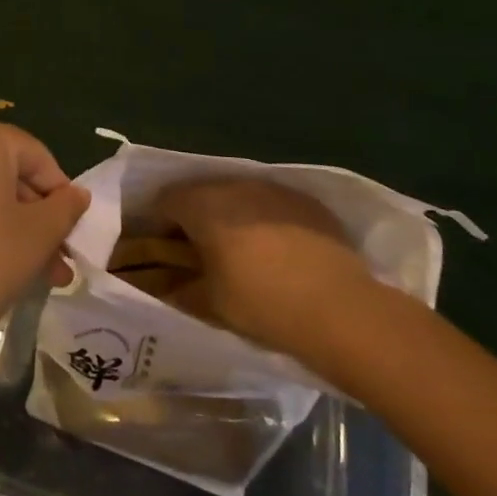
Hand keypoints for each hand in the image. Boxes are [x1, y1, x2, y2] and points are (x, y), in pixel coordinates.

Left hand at [0, 118, 89, 393]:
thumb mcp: (38, 237)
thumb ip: (65, 208)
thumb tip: (76, 195)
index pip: (35, 155)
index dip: (60, 193)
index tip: (72, 232)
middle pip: (4, 174)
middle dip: (35, 217)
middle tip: (57, 261)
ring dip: (9, 227)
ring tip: (33, 275)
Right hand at [149, 179, 371, 365]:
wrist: (340, 309)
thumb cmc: (262, 303)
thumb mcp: (209, 303)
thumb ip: (178, 288)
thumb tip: (161, 286)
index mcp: (203, 205)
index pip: (164, 200)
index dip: (156, 222)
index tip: (159, 247)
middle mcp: (235, 185)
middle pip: (201, 192)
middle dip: (193, 216)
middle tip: (196, 249)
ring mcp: (274, 189)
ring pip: (237, 194)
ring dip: (229, 214)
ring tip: (237, 249)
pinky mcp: (306, 201)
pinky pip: (271, 202)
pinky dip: (263, 218)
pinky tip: (275, 249)